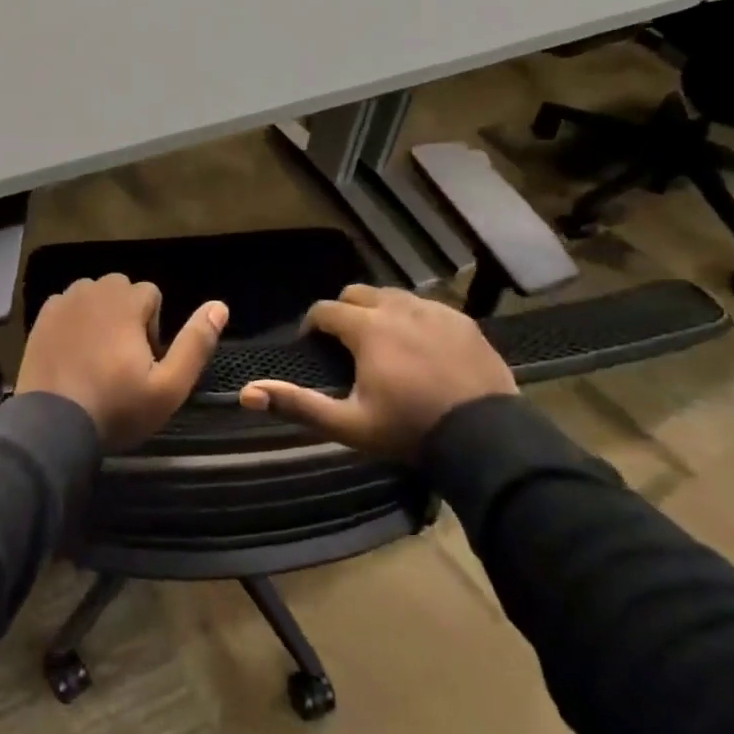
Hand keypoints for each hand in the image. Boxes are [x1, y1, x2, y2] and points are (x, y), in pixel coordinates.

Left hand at [15, 275, 227, 449]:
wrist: (52, 426)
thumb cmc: (116, 407)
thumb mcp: (169, 386)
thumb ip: (196, 343)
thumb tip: (219, 306)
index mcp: (124, 301)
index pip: (151, 294)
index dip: (154, 328)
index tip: (144, 362)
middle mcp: (92, 290)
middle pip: (121, 290)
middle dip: (127, 316)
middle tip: (122, 361)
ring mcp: (62, 303)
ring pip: (93, 297)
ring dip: (100, 316)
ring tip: (97, 358)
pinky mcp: (40, 319)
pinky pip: (67, 309)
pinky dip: (74, 323)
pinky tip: (72, 356)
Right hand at [238, 284, 514, 458]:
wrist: (487, 440)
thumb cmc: (409, 431)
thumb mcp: (348, 425)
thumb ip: (297, 404)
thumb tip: (246, 393)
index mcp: (367, 328)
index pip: (325, 310)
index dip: (312, 325)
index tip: (312, 346)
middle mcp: (399, 308)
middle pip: (358, 293)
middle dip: (344, 312)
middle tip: (345, 343)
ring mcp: (436, 311)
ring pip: (394, 296)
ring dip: (379, 311)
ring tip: (382, 342)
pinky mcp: (464, 322)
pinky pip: (428, 307)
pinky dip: (414, 318)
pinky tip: (419, 346)